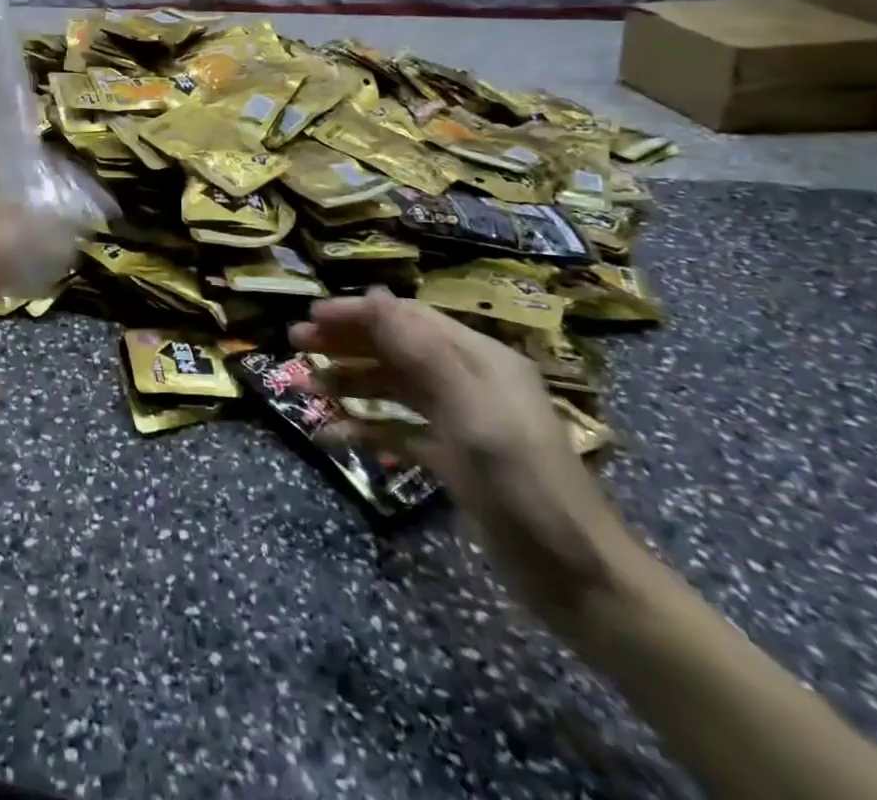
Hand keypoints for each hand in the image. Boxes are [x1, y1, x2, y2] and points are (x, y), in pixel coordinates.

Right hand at [290, 288, 642, 635]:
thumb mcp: (473, 412)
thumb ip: (422, 352)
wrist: (578, 580)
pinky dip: (367, 427)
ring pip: (394, 385)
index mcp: (479, 358)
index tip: (311, 318)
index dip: (358, 313)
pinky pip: (399, 429)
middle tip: (297, 345)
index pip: (407, 318)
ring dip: (351, 380)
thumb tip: (374, 296)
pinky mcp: (452, 457)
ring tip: (309, 387)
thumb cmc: (524, 484)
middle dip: (346, 342)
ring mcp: (460, 419)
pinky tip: (333, 435)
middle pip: (396, 347)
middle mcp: (467, 379)